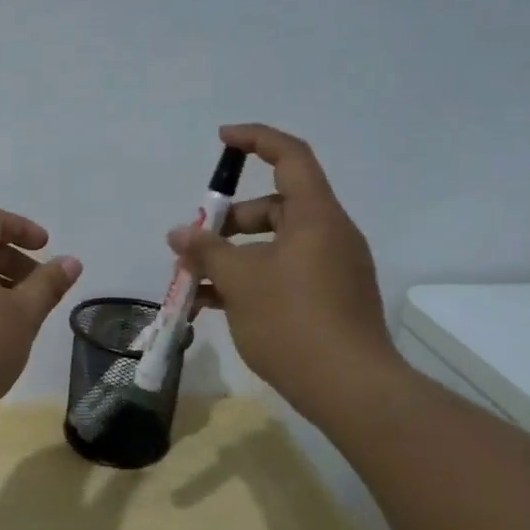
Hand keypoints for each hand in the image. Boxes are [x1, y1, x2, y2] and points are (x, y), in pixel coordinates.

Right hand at [169, 124, 401, 422]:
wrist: (350, 389)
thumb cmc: (292, 321)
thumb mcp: (239, 280)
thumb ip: (206, 250)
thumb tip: (178, 233)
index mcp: (316, 216)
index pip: (290, 156)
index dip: (256, 139)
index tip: (222, 140)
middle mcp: (329, 235)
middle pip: (275, 207)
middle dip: (229, 221)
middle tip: (194, 244)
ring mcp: (332, 269)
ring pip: (274, 246)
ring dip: (233, 256)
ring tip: (194, 281)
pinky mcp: (330, 299)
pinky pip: (284, 273)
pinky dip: (251, 279)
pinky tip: (214, 305)